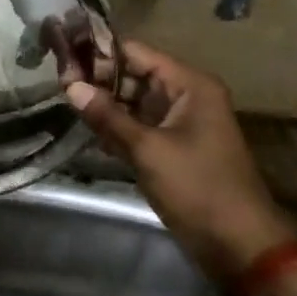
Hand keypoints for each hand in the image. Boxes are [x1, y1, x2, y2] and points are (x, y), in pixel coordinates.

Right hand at [64, 42, 296, 282]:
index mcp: (190, 85)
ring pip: (134, 101)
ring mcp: (180, 122)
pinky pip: (139, 125)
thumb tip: (71, 86)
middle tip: (58, 82)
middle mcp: (186, 96)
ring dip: (104, 103)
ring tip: (64, 100)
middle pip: (134, 74)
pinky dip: (116, 125)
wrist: (238, 243)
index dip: (100, 53)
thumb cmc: (198, 187)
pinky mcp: (172, 146)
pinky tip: (86, 127)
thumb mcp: (148, 149)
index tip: (63, 55)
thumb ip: (108, 116)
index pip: (136, 53)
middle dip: (98, 78)